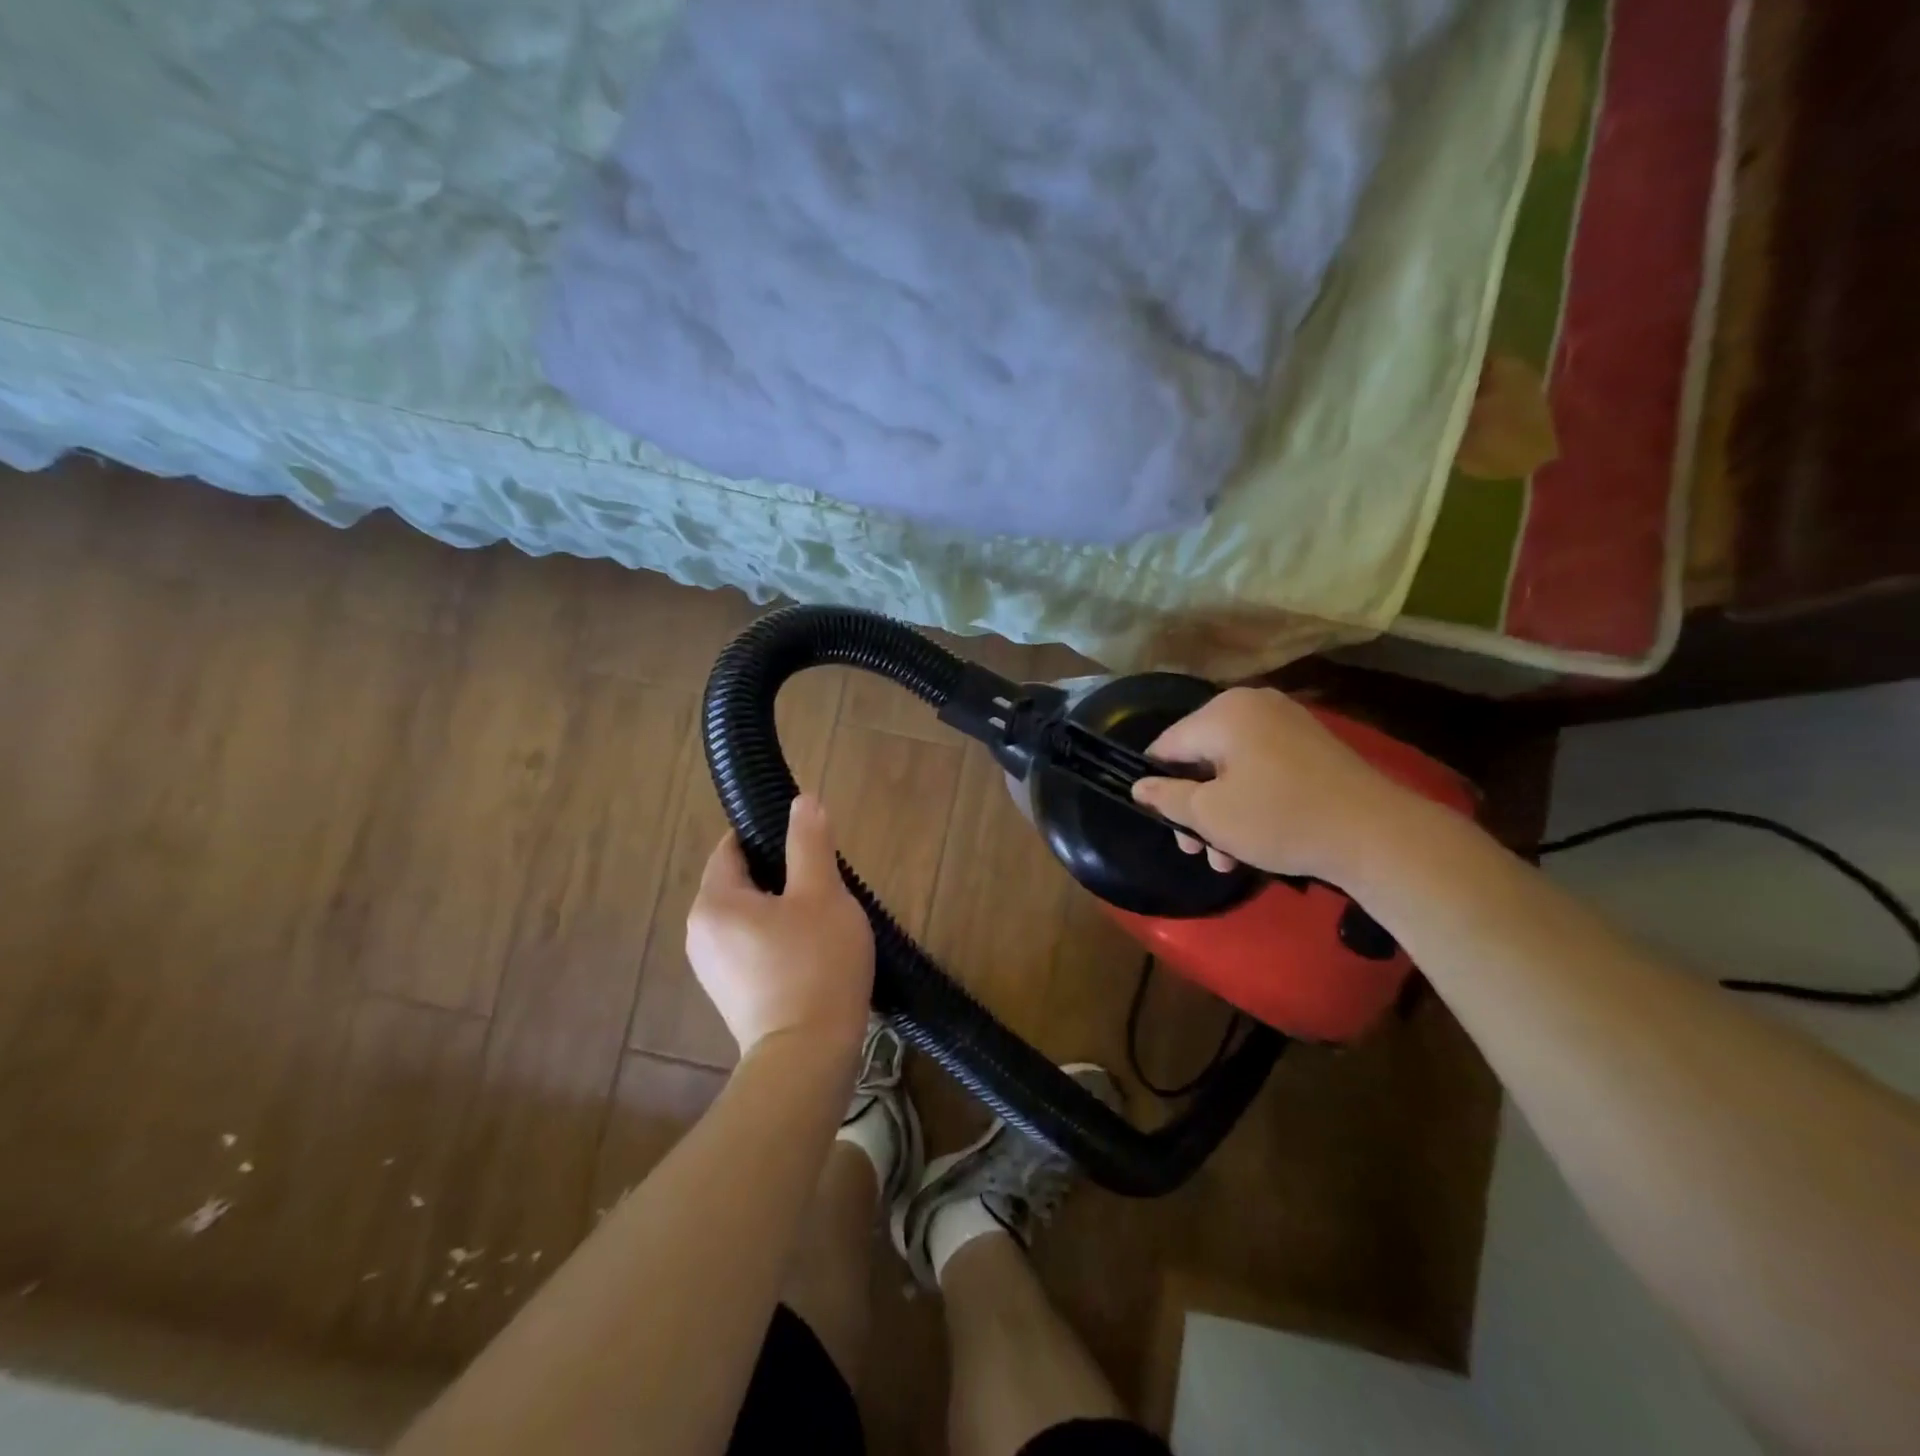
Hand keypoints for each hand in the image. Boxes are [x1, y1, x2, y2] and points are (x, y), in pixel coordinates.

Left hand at [685, 795, 874, 1060]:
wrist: (808, 1058)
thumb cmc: (815, 965)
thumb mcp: (822, 893)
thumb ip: (809, 843)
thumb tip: (803, 801)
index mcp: (714, 902)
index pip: (731, 848)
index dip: (767, 835)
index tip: (805, 841)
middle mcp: (700, 933)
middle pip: (740, 882)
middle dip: (781, 875)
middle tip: (824, 883)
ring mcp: (712, 969)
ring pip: (748, 916)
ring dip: (782, 909)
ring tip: (823, 919)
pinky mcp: (730, 995)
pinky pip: (751, 948)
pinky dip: (777, 939)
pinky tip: (811, 954)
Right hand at [1131, 687, 1418, 881]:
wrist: (1376, 833)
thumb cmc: (1279, 818)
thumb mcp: (1210, 815)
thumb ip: (1167, 797)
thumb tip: (1139, 785)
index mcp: (1222, 712)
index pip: (1166, 745)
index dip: (1157, 785)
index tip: (1164, 823)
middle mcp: (1252, 705)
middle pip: (1200, 757)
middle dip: (1194, 808)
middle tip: (1196, 850)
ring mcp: (1286, 722)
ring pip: (1231, 768)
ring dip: (1222, 813)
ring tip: (1227, 860)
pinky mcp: (1311, 745)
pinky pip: (1262, 768)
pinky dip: (1251, 800)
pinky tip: (1254, 841)